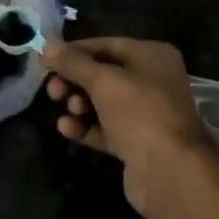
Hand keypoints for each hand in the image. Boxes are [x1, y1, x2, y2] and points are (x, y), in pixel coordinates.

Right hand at [43, 36, 218, 218]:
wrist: (171, 173)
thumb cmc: (140, 113)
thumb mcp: (104, 81)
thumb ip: (74, 63)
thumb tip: (47, 45)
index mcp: (152, 55)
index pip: (107, 45)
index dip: (75, 51)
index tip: (47, 59)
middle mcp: (151, 80)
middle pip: (104, 73)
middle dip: (75, 79)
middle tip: (52, 90)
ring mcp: (145, 114)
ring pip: (103, 102)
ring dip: (79, 103)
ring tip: (67, 109)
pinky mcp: (136, 143)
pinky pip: (105, 128)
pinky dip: (86, 126)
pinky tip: (66, 128)